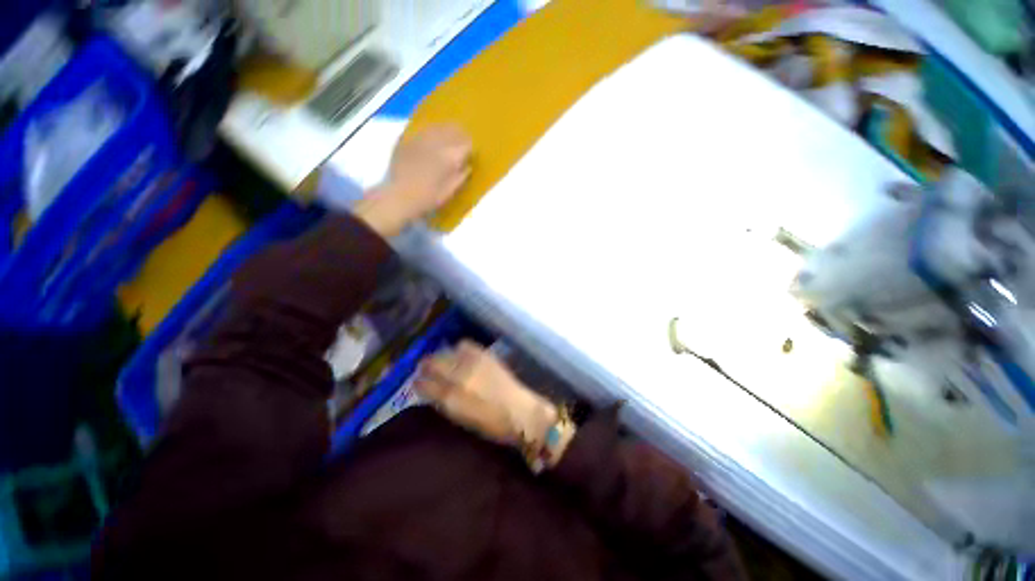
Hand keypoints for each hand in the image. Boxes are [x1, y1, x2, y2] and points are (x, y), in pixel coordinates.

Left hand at [354, 124, 471, 235]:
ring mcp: (420, 140)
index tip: (470, 150)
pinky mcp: (407, 141)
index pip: (466, 145)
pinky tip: (431, 135)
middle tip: (462, 137)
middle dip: (459, 134)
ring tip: (448, 132)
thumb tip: (467, 166)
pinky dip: (430, 131)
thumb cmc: (428, 198)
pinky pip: (422, 131)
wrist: (400, 197)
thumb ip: (460, 177)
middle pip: (452, 131)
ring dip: (445, 129)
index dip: (469, 146)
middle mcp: (436, 144)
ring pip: (437, 127)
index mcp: (450, 158)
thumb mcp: (449, 191)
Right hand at [415, 341, 556, 447]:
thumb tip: (431, 389)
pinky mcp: (486, 355)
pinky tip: (460, 354)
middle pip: (435, 362)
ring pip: (448, 351)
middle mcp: (461, 376)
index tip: (415, 381)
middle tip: (424, 368)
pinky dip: (459, 349)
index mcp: (453, 398)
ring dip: (442, 355)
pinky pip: (466, 345)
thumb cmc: (491, 424)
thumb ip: (444, 402)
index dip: (418, 382)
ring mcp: (474, 362)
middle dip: (426, 364)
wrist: (521, 412)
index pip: (425, 384)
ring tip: (443, 360)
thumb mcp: (462, 418)